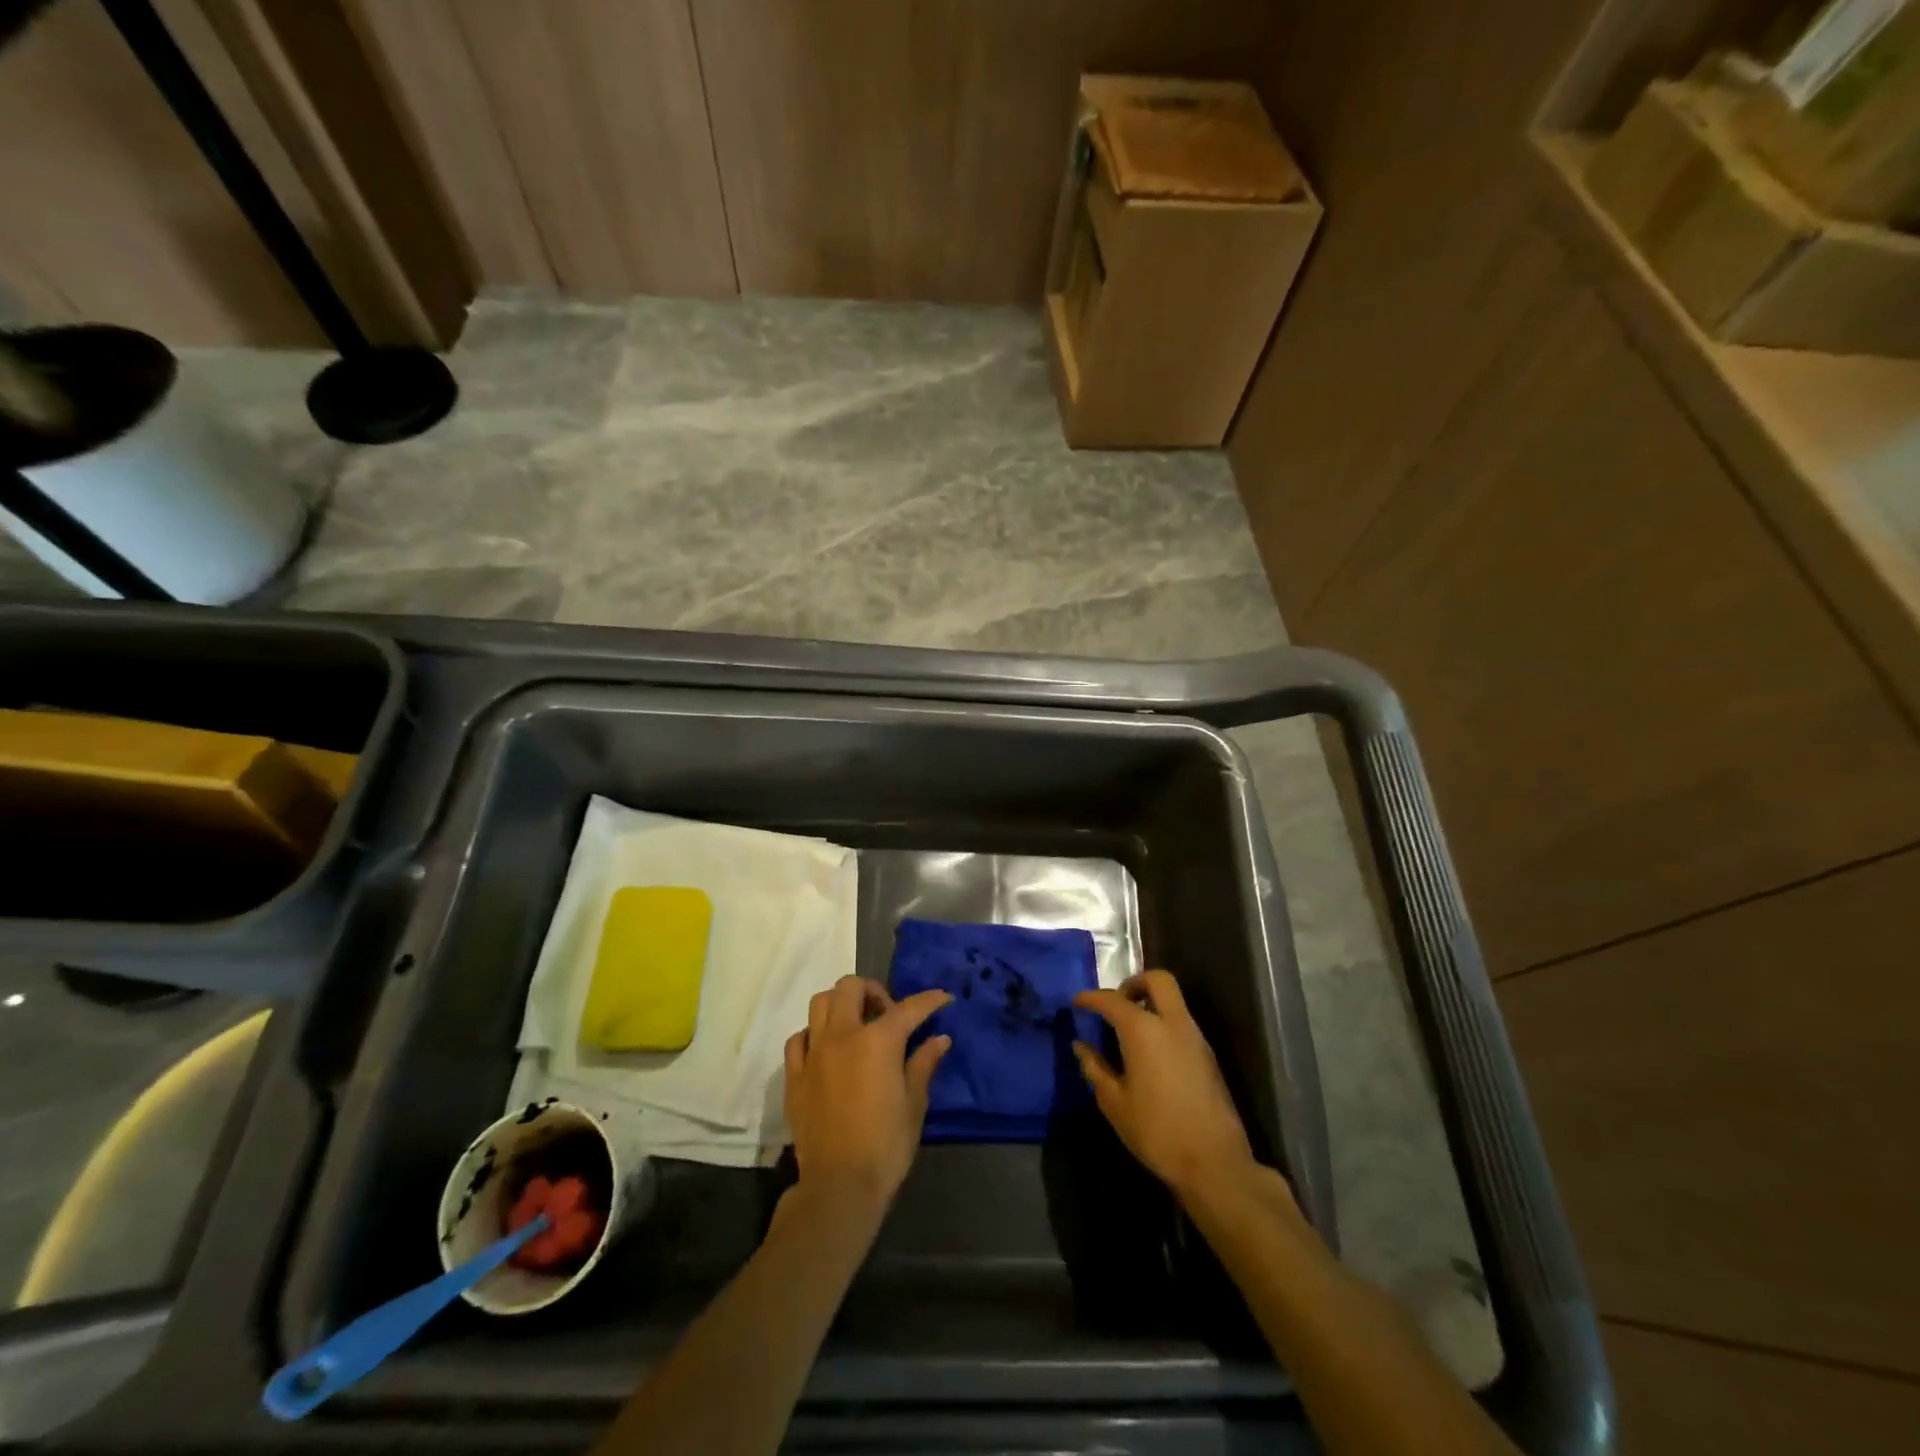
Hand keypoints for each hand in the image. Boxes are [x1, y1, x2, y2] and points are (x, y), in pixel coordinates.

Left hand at [783, 976, 951, 1217]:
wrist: (839, 1185)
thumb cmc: (886, 1145)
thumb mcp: (914, 1104)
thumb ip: (924, 1064)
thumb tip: (940, 1038)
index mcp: (878, 1040)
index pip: (908, 1008)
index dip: (930, 1000)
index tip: (943, 998)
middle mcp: (842, 1035)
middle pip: (851, 987)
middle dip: (872, 991)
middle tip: (887, 1014)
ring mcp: (814, 1053)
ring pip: (820, 1003)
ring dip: (841, 1004)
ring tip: (856, 1026)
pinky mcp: (794, 1076)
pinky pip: (799, 1038)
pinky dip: (814, 1035)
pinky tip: (826, 1051)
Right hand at [1073, 970, 1259, 1203]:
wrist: (1215, 1163)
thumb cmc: (1156, 1132)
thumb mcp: (1114, 1103)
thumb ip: (1095, 1068)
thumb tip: (1081, 1046)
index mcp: (1144, 1030)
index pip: (1112, 1000)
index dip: (1091, 998)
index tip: (1076, 1002)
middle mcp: (1172, 1023)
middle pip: (1157, 980)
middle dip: (1133, 983)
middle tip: (1115, 1004)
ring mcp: (1195, 1037)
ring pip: (1173, 1000)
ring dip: (1150, 1003)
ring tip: (1128, 1032)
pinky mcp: (1208, 1055)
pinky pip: (1182, 1022)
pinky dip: (1163, 1023)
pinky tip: (1149, 1053)